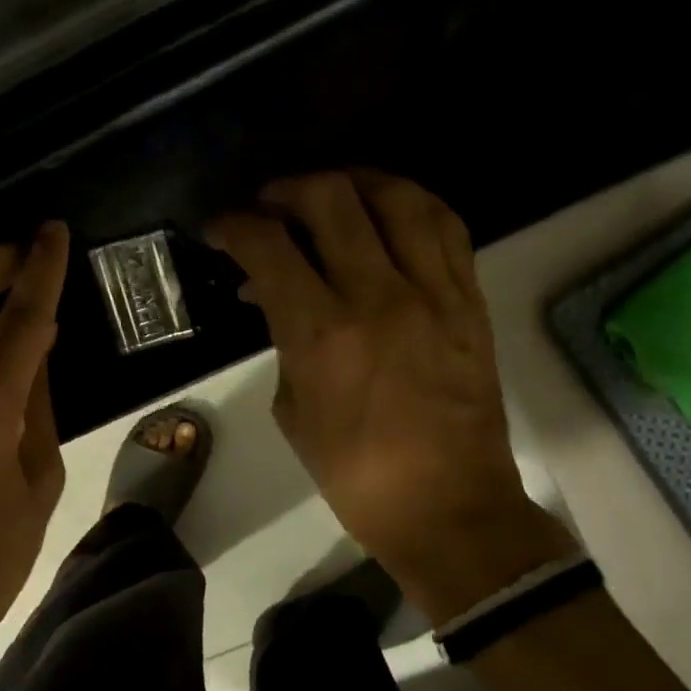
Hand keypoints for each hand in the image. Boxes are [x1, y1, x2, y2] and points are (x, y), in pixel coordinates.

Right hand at [207, 172, 570, 623]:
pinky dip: (410, 203)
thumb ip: (283, 342)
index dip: (234, 225)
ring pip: (396, 197)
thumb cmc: (353, 474)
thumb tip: (275, 298)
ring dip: (352, 182)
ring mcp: (433, 293)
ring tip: (331, 194)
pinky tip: (389, 211)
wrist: (447, 508)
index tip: (221, 229)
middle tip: (270, 205)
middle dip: (287, 189)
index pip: (267, 247)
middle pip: (330, 199)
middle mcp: (377, 296)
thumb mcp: (292, 410)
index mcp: (321, 333)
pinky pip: (445, 225)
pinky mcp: (469, 300)